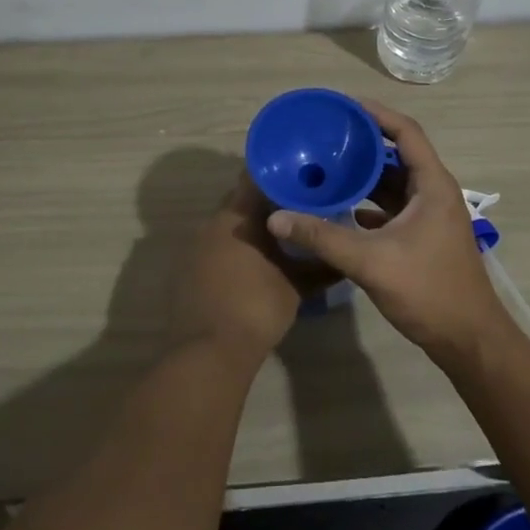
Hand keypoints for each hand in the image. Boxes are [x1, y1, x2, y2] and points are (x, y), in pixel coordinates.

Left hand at [171, 171, 335, 366]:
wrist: (207, 353)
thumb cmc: (257, 308)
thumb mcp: (297, 286)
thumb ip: (321, 265)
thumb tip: (344, 257)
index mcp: (238, 216)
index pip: (256, 177)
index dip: (278, 176)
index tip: (299, 179)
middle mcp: (212, 222)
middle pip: (241, 201)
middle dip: (266, 205)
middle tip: (295, 211)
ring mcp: (194, 246)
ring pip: (227, 225)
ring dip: (248, 229)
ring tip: (276, 240)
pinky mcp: (185, 270)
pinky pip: (213, 248)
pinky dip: (231, 250)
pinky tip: (249, 267)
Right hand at [266, 101, 513, 364]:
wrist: (469, 341)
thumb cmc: (428, 291)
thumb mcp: (371, 261)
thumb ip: (323, 237)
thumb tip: (277, 217)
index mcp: (431, 185)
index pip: (406, 132)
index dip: (377, 114)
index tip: (345, 105)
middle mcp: (433, 193)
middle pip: (398, 155)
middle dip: (364, 144)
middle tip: (328, 136)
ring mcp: (430, 216)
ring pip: (394, 184)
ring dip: (365, 176)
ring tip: (328, 167)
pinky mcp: (423, 237)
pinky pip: (392, 208)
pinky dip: (368, 203)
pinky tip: (341, 208)